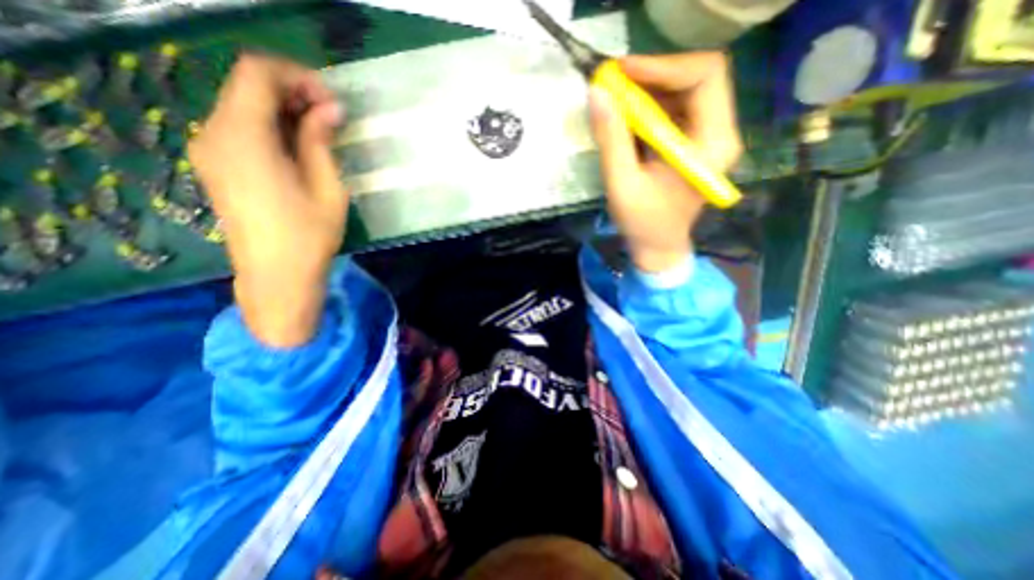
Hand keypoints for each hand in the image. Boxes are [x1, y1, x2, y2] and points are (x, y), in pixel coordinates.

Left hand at [193, 55, 350, 347]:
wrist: (277, 276)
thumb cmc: (309, 236)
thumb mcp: (327, 187)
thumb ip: (321, 141)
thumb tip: (329, 108)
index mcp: (243, 137)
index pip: (258, 73)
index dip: (297, 77)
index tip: (331, 101)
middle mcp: (213, 134)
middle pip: (247, 86)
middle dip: (293, 92)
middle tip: (332, 118)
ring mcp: (208, 150)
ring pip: (243, 106)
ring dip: (283, 111)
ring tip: (321, 135)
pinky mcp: (215, 165)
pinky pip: (239, 128)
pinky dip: (270, 127)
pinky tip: (298, 150)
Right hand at [590, 52, 743, 274]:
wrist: (657, 246)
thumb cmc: (643, 223)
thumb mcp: (622, 184)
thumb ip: (611, 139)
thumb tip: (596, 93)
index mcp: (712, 144)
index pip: (705, 76)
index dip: (663, 66)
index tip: (622, 72)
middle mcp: (719, 133)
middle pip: (695, 79)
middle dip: (651, 77)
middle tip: (613, 83)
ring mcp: (707, 137)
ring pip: (682, 92)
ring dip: (647, 91)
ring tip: (613, 100)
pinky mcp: (691, 143)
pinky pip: (673, 110)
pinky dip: (647, 108)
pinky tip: (624, 118)